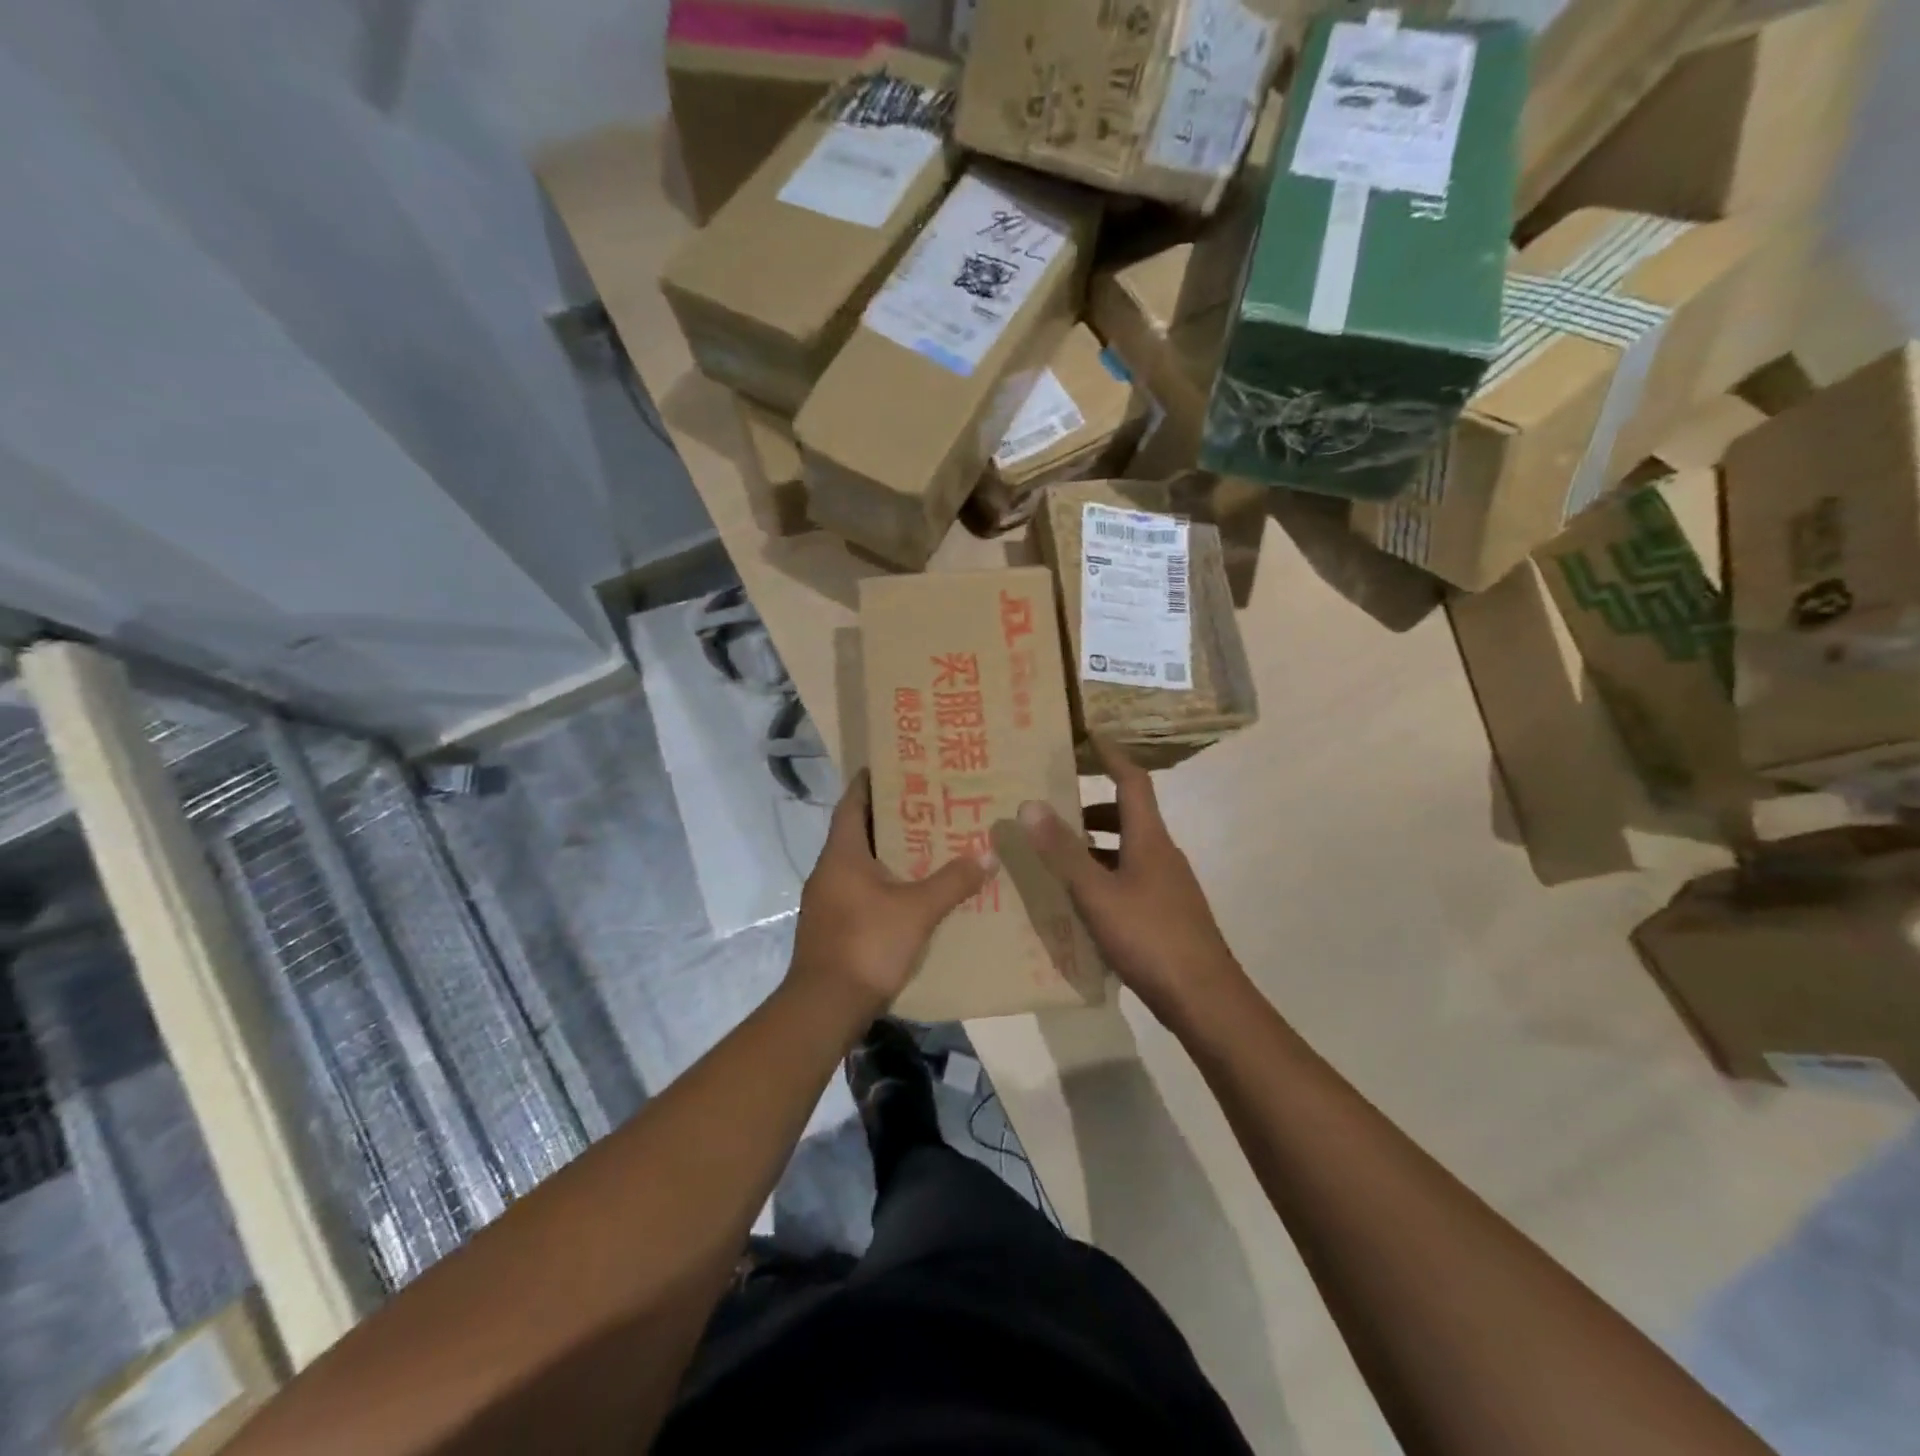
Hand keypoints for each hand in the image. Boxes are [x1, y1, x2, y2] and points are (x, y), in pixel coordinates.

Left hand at [790, 770, 998, 1020]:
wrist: (825, 1007)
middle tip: (926, 802)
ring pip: (860, 863)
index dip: (870, 782)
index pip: (852, 803)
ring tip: (926, 842)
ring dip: (888, 851)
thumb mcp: (917, 910)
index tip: (893, 765)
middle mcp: (828, 871)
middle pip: (858, 831)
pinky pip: (860, 890)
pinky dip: (883, 882)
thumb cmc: (867, 944)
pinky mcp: (832, 926)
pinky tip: (911, 890)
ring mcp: (827, 901)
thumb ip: (953, 881)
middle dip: (889, 816)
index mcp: (841, 854)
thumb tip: (989, 853)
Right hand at [1017, 740, 1242, 1027]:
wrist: (1205, 999)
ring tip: (1057, 858)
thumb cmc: (1150, 937)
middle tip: (1053, 812)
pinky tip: (1081, 902)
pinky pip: (1130, 880)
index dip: (1112, 756)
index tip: (1089, 737)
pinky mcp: (1167, 914)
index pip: (1132, 781)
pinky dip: (1104, 877)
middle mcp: (1162, 855)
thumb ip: (1062, 851)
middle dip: (1092, 808)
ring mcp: (1168, 886)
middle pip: (1129, 816)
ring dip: (1095, 846)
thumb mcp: (1096, 893)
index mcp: (1150, 840)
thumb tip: (1030, 803)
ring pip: (1128, 851)